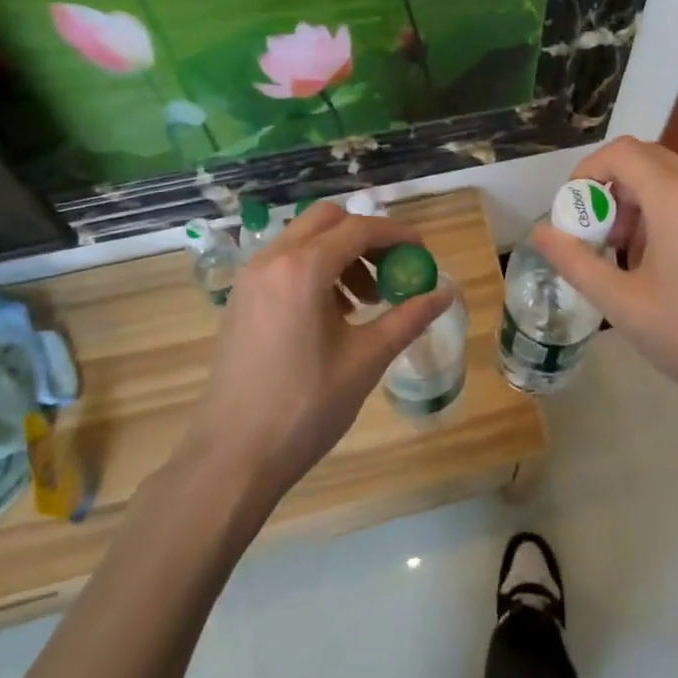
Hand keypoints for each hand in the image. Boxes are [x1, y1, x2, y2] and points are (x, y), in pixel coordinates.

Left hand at [188, 202, 451, 502]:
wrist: (232, 458)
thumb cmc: (305, 408)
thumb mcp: (366, 360)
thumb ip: (408, 318)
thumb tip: (444, 293)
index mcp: (303, 269)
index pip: (359, 229)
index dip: (396, 235)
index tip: (421, 251)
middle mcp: (272, 260)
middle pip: (327, 220)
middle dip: (364, 237)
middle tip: (390, 271)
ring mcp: (250, 278)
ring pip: (303, 239)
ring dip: (339, 253)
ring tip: (362, 302)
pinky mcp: (240, 299)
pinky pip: (283, 262)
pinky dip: (313, 269)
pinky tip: (330, 314)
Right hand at [529, 137, 677, 444]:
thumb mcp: (623, 305)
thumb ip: (575, 262)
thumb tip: (541, 233)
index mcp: (677, 199)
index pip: (622, 153)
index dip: (588, 171)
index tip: (575, 210)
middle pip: (649, 159)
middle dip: (614, 187)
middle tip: (601, 234)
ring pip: (677, 179)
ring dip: (643, 201)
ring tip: (634, 255)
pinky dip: (673, 212)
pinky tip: (673, 267)